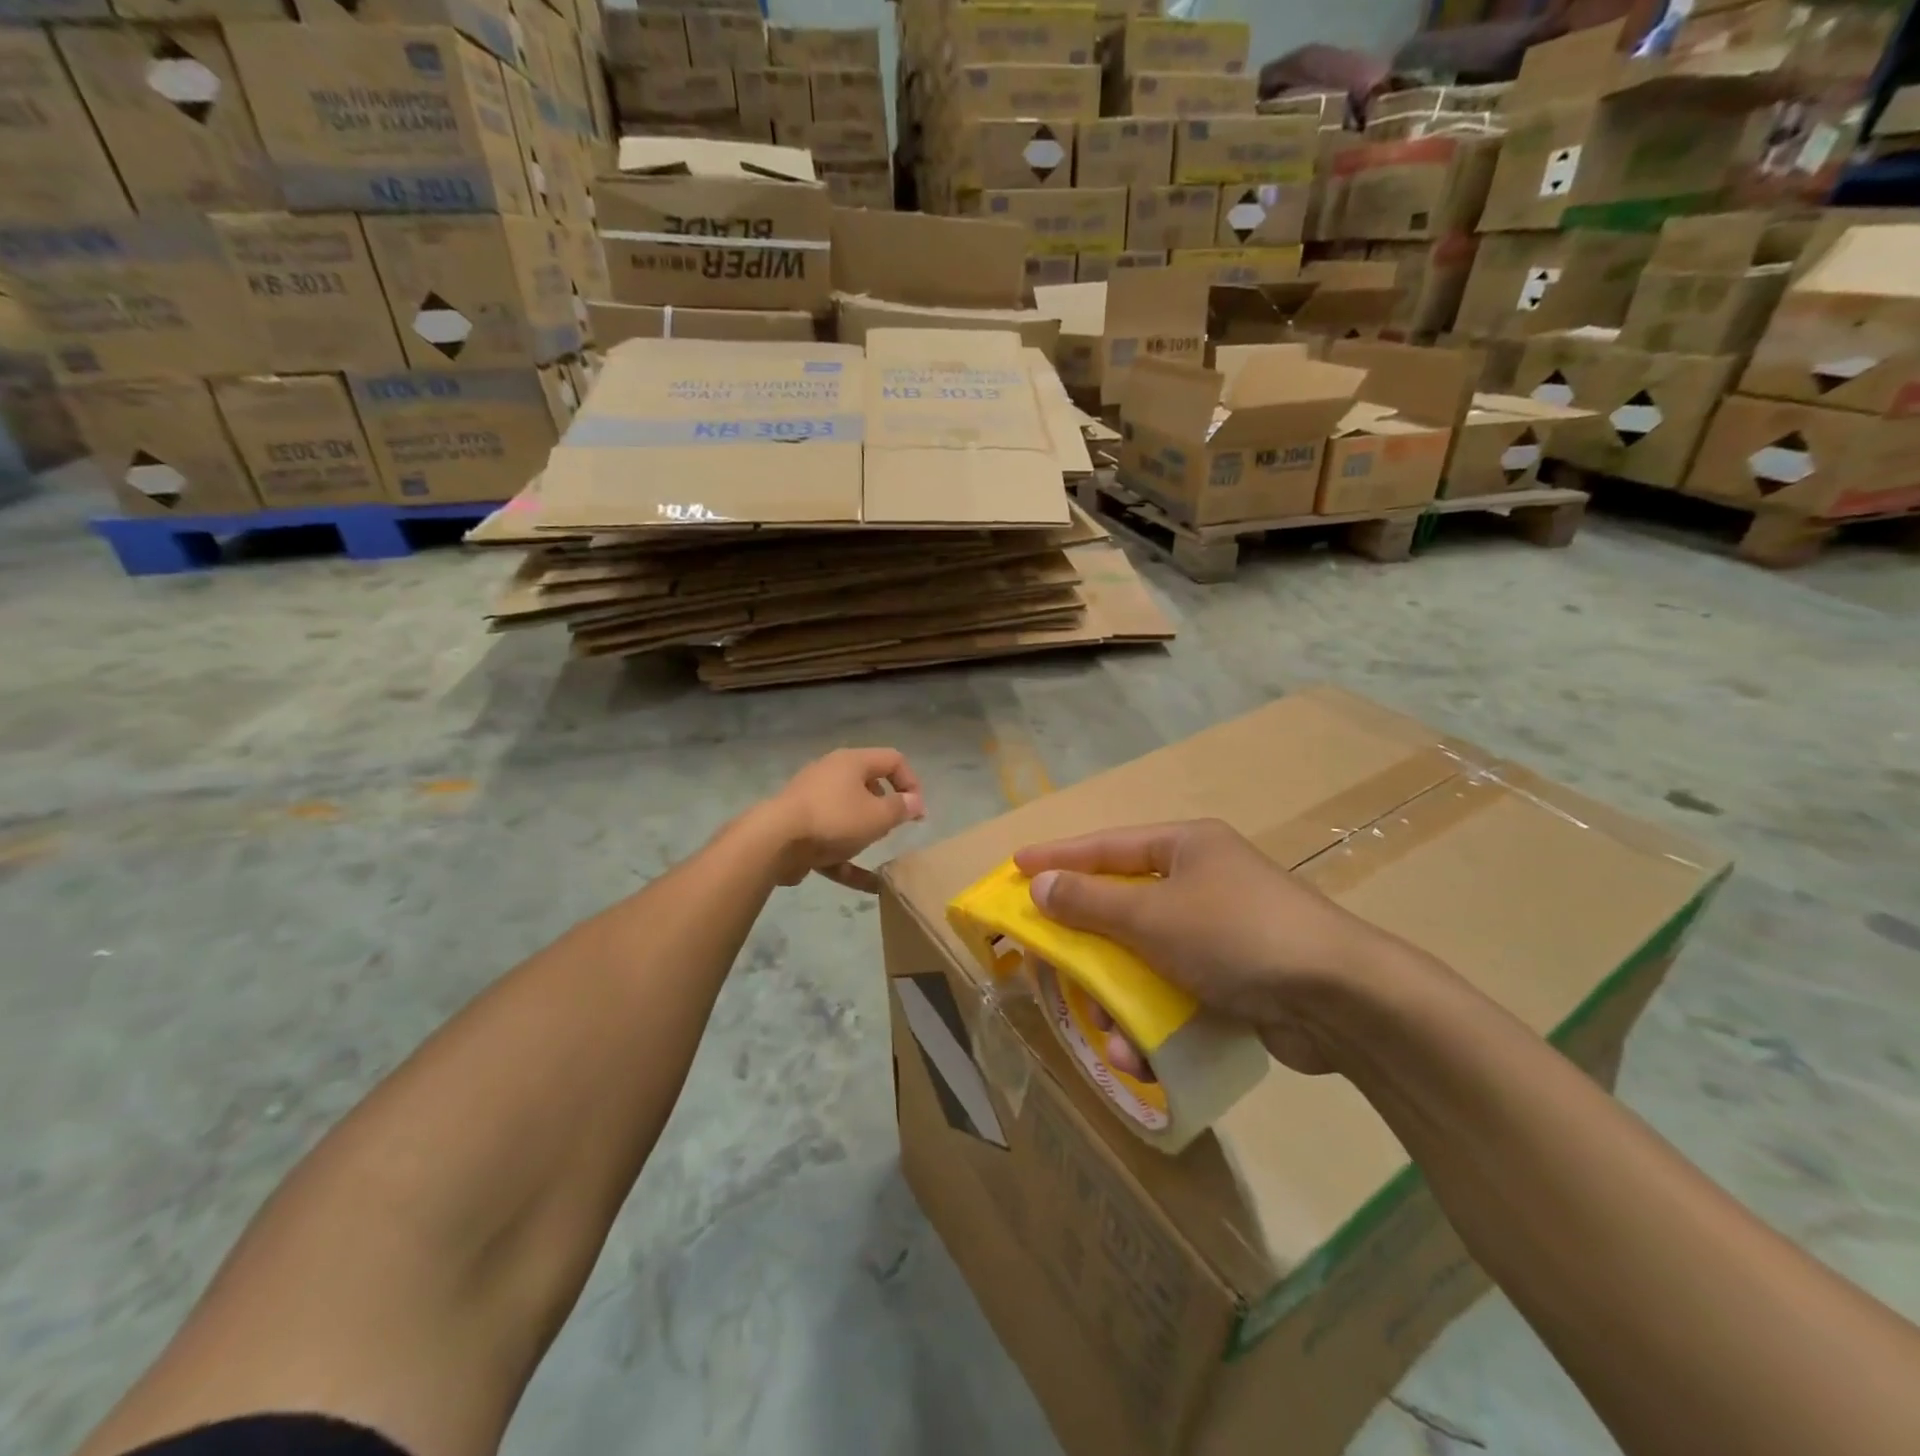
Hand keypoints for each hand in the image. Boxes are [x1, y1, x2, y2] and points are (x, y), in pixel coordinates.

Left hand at [764, 748, 924, 891]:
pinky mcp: (799, 828)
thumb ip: (901, 808)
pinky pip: (831, 841)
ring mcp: (811, 801)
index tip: (917, 812)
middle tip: (894, 827)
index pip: (893, 760)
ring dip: (865, 832)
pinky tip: (868, 886)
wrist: (774, 841)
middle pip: (868, 784)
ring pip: (848, 814)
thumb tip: (915, 802)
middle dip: (886, 807)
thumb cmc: (834, 820)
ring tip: (877, 849)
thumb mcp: (878, 816)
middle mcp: (831, 774)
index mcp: (852, 762)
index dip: (911, 783)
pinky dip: (848, 859)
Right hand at [1013, 819, 1415, 1074]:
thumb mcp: (1152, 915)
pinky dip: (1156, 1017)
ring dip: (1121, 995)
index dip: (1059, 857)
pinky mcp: (1239, 977)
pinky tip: (1142, 1053)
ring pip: (1148, 956)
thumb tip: (1040, 884)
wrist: (1342, 1000)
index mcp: (1187, 847)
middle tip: (1050, 958)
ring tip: (1106, 1030)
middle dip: (1088, 942)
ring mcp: (1223, 931)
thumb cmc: (1235, 935)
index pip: (1107, 846)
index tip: (1016, 866)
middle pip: (1125, 904)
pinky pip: (1178, 989)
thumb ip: (1090, 901)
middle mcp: (1204, 880)